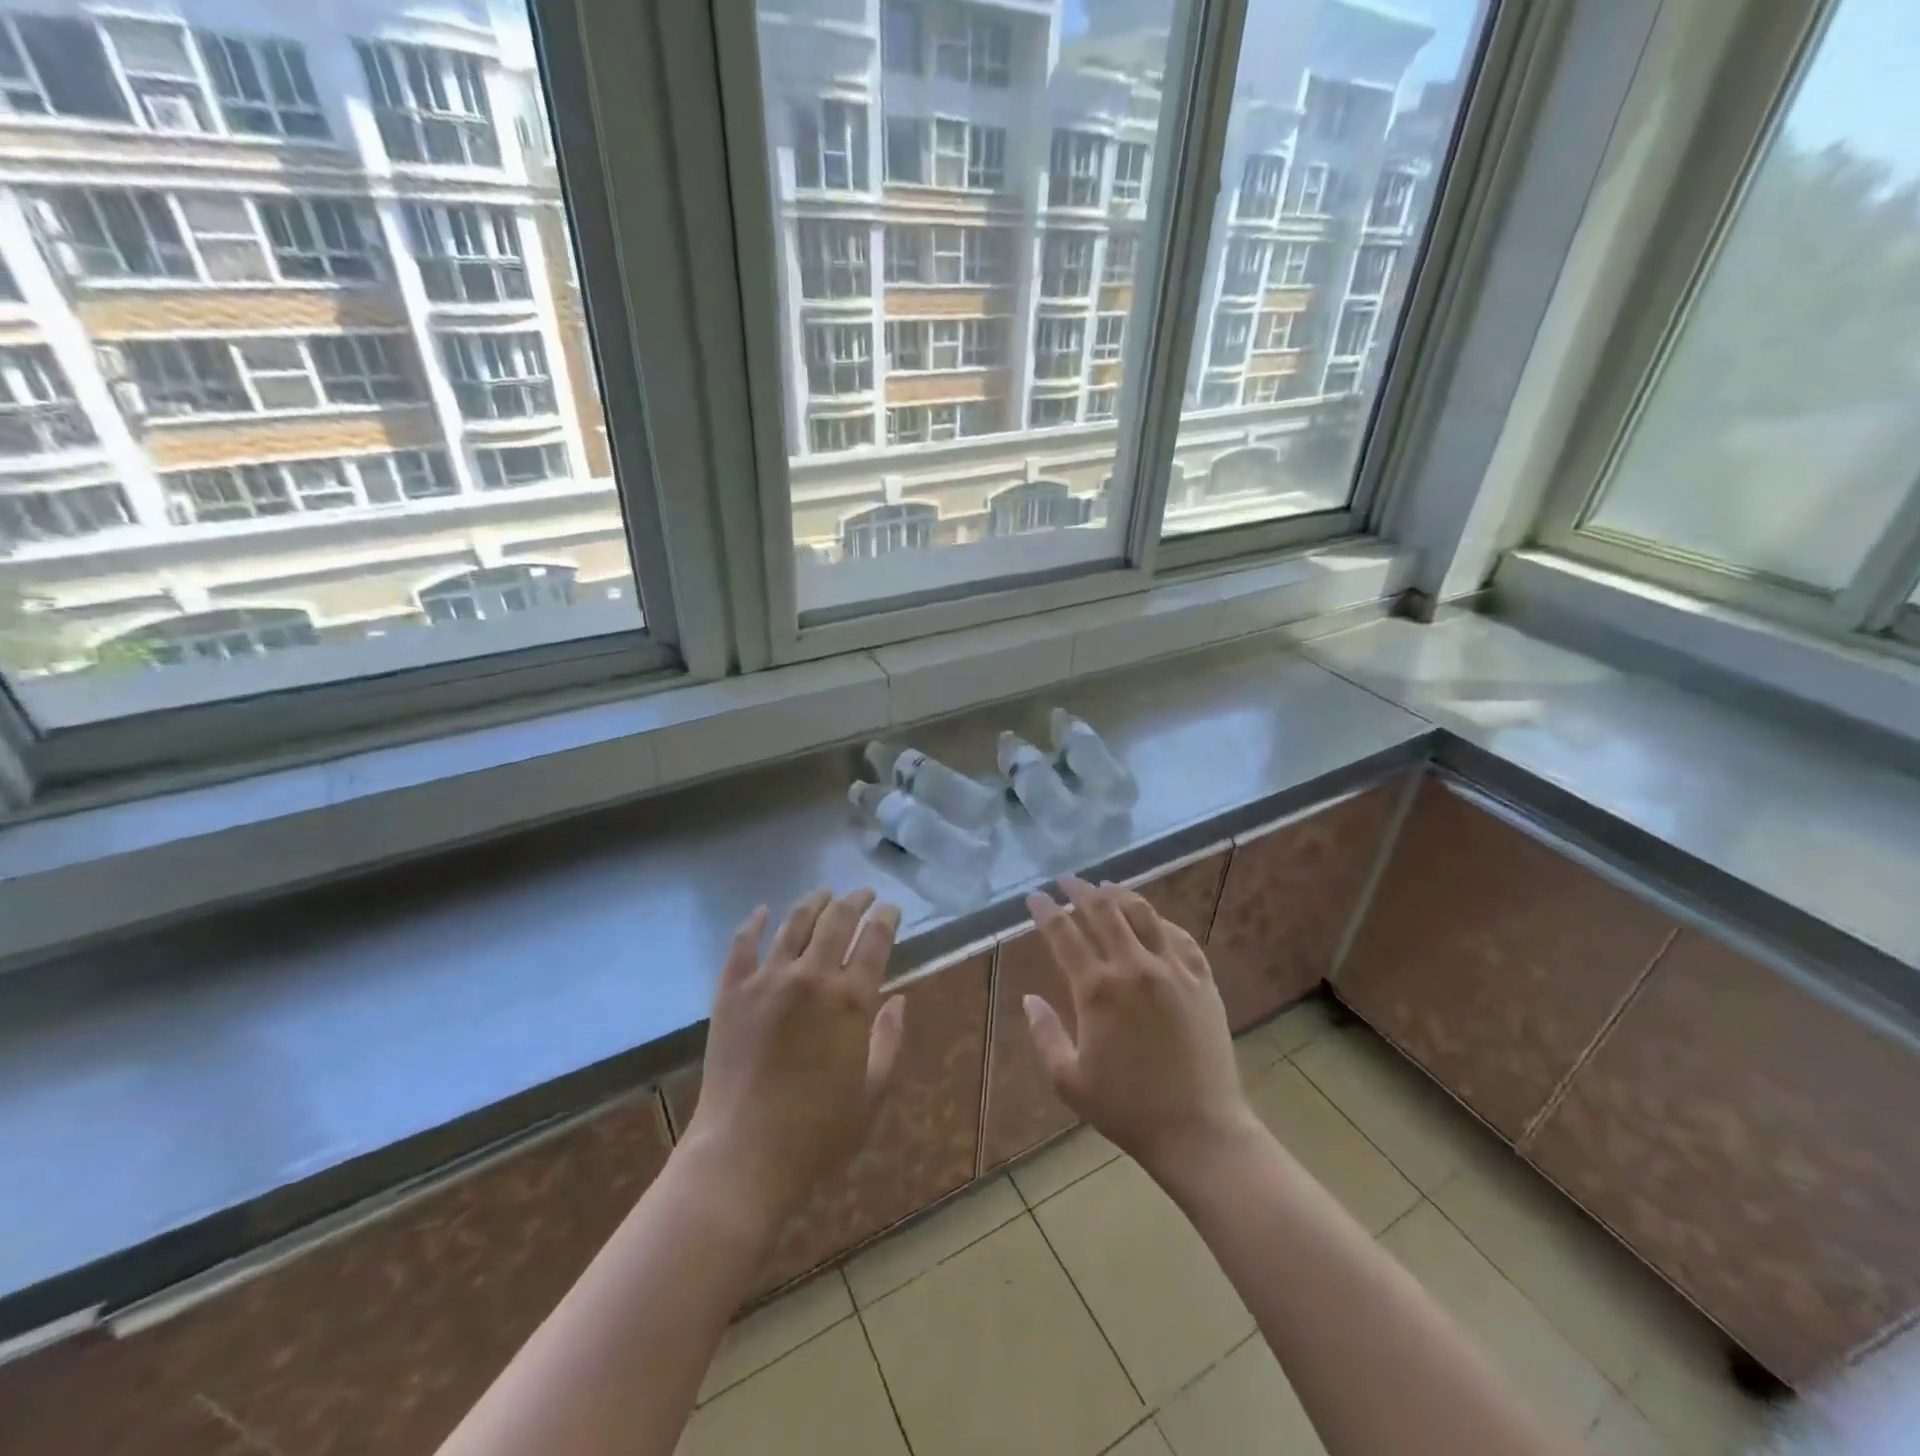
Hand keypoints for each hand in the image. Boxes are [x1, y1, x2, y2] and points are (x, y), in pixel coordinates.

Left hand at [680, 889, 905, 1234]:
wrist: (743, 1155)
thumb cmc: (817, 1133)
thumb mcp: (871, 1093)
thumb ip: (889, 1041)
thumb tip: (900, 1001)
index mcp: (850, 1000)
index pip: (875, 941)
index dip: (886, 919)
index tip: (891, 909)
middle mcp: (811, 977)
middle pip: (837, 921)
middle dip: (855, 901)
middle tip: (864, 894)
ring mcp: (767, 981)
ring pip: (794, 924)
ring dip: (814, 903)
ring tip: (825, 893)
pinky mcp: (731, 992)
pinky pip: (742, 946)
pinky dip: (753, 924)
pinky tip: (762, 911)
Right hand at [1023, 875, 1258, 1182]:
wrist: (1199, 1130)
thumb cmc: (1127, 1109)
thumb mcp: (1069, 1080)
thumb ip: (1044, 1034)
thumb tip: (1028, 998)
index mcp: (1097, 989)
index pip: (1064, 933)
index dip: (1046, 910)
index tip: (1035, 897)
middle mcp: (1134, 967)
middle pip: (1103, 911)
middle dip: (1080, 890)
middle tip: (1066, 880)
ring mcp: (1172, 969)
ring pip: (1143, 913)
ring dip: (1119, 894)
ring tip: (1106, 886)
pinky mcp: (1202, 980)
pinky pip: (1180, 936)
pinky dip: (1161, 921)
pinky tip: (1152, 919)